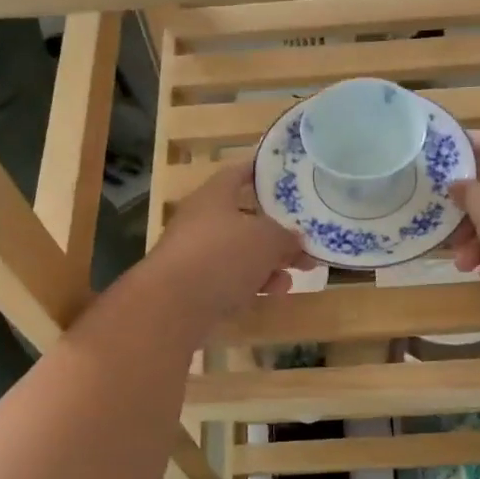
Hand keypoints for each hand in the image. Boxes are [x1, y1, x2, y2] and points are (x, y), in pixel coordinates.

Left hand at [154, 159, 314, 318]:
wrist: (173, 306)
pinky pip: (232, 279)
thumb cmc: (222, 255)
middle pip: (245, 219)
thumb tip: (294, 240)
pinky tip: (275, 292)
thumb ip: (286, 236)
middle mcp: (202, 221)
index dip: (263, 172)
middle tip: (305, 241)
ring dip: (271, 261)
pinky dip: (255, 283)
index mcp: (214, 196)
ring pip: (241, 253)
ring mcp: (196, 255)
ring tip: (300, 271)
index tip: (286, 176)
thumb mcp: (266, 239)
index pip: (239, 173)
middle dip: (277, 231)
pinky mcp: (196, 287)